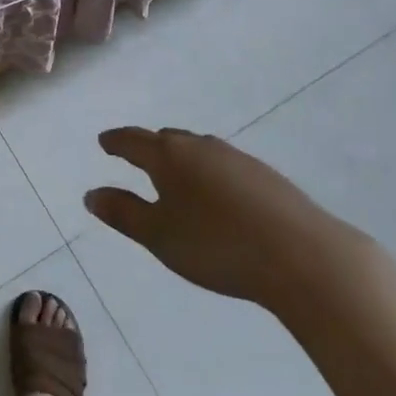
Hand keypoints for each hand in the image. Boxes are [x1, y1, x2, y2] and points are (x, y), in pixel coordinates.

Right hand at [85, 128, 369, 314]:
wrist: (304, 256)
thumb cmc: (217, 245)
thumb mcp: (159, 236)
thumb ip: (123, 213)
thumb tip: (92, 194)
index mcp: (169, 156)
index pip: (133, 141)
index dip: (115, 142)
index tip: (104, 142)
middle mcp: (201, 147)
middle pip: (167, 139)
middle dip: (149, 147)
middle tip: (136, 157)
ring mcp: (237, 159)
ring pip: (199, 150)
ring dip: (182, 159)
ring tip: (176, 177)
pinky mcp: (266, 177)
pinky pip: (224, 166)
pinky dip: (210, 173)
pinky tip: (218, 196)